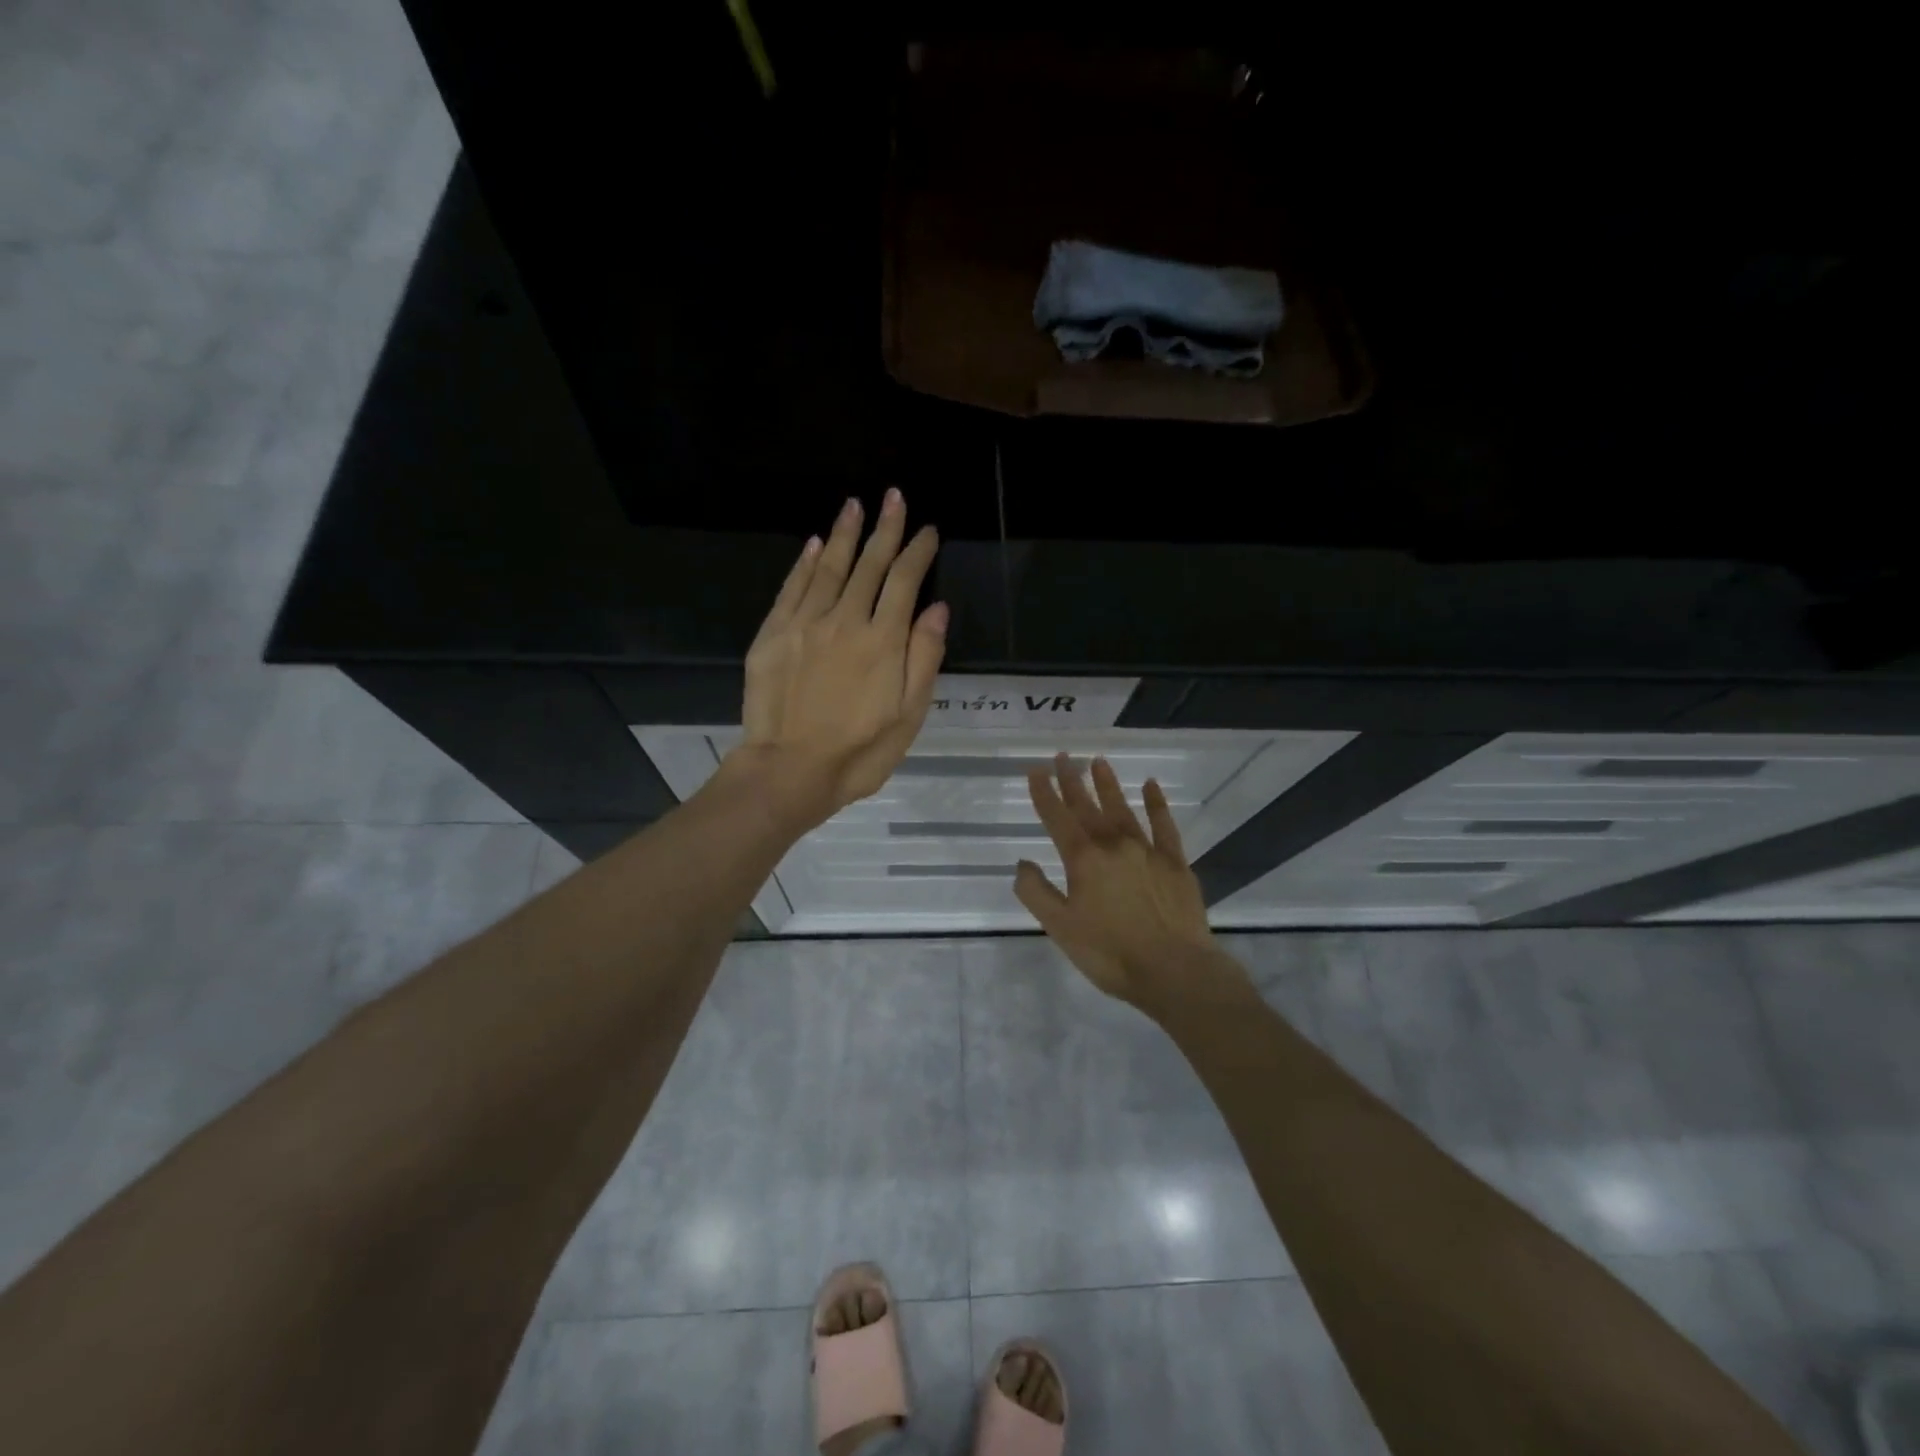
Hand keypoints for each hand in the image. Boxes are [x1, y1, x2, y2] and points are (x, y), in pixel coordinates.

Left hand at [730, 489, 946, 828]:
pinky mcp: (773, 635)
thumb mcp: (908, 716)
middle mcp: (844, 621)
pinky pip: (793, 588)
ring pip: (829, 568)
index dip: (918, 553)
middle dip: (885, 529)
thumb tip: (937, 609)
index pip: (905, 582)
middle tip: (894, 497)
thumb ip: (924, 659)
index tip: (927, 531)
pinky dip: (806, 563)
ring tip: (856, 504)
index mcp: (883, 642)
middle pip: (869, 565)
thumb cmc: (858, 752)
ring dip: (845, 534)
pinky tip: (817, 544)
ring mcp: (804, 625)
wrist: (789, 771)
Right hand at [1015, 754, 1231, 1015]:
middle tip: (1063, 757)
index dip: (1044, 793)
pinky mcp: (1175, 862)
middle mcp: (1114, 845)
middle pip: (1088, 807)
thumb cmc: (1110, 953)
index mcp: (1083, 860)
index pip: (1058, 818)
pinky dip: (1156, 803)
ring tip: (1098, 761)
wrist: (1174, 971)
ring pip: (1123, 809)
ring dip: (1108, 785)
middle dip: (1072, 781)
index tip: (1036, 770)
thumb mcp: (1060, 928)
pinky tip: (1151, 786)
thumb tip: (1023, 863)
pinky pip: (1163, 824)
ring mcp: (1147, 850)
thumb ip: (1037, 892)